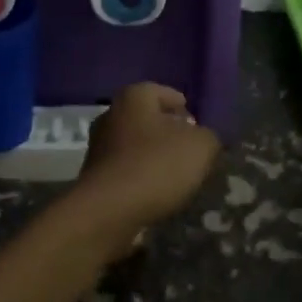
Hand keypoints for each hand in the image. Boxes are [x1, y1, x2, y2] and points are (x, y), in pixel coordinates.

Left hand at [65, 83, 220, 258]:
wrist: (109, 209)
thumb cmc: (156, 165)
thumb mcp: (200, 146)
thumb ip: (207, 136)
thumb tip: (201, 138)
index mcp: (133, 97)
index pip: (163, 92)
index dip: (183, 107)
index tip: (197, 126)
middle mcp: (111, 114)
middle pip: (147, 118)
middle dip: (169, 132)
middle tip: (191, 150)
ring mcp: (98, 145)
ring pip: (135, 144)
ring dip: (154, 156)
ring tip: (178, 175)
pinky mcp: (94, 174)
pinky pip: (126, 168)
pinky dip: (141, 175)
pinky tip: (156, 190)